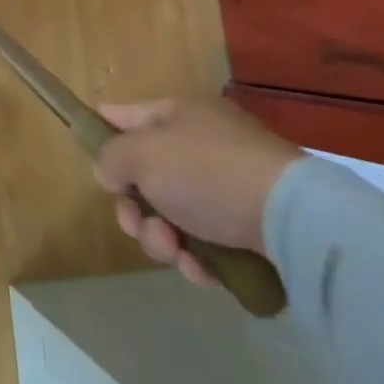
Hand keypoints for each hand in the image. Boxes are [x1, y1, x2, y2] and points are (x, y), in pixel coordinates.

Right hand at [93, 97, 301, 289]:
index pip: (126, 115)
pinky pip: (206, 242)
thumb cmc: (207, 172)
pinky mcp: (251, 228)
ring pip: (172, 214)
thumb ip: (112, 158)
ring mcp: (228, 186)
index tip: (90, 156)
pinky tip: (202, 270)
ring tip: (176, 251)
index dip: (103, 130)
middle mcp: (202, 144)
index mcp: (178, 114)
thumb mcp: (142, 154)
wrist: (294, 220)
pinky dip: (197, 258)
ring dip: (162, 237)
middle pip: (146, 175)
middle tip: (137, 224)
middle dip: (134, 208)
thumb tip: (111, 172)